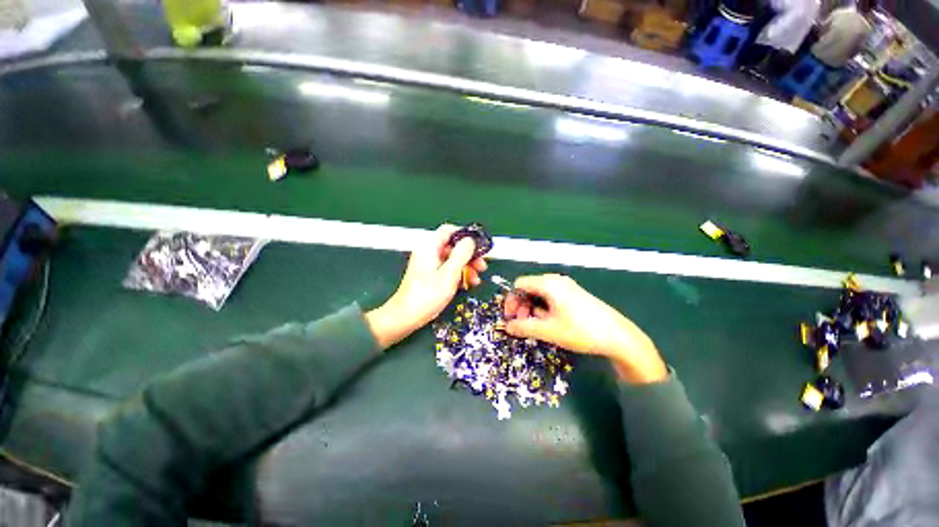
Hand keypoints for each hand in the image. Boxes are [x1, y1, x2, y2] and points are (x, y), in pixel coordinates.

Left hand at [366, 224, 486, 349]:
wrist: (406, 317)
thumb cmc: (426, 295)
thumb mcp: (449, 273)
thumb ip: (461, 254)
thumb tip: (471, 240)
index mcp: (430, 247)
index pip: (449, 231)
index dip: (465, 236)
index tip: (478, 246)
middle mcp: (428, 253)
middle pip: (453, 246)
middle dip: (469, 255)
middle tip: (482, 265)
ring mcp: (429, 265)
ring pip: (452, 259)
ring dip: (466, 267)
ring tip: (477, 278)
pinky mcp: (430, 276)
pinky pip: (447, 269)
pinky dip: (458, 274)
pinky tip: (467, 284)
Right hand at [504, 274, 666, 383]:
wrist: (618, 337)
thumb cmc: (581, 331)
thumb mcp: (548, 331)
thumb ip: (523, 327)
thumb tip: (507, 327)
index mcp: (548, 284)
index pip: (519, 284)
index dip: (511, 301)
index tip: (511, 318)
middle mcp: (556, 280)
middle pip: (529, 288)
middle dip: (521, 306)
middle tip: (522, 324)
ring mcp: (567, 287)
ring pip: (539, 294)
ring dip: (532, 309)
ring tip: (537, 326)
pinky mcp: (574, 295)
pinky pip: (551, 297)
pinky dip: (544, 308)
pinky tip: (550, 323)